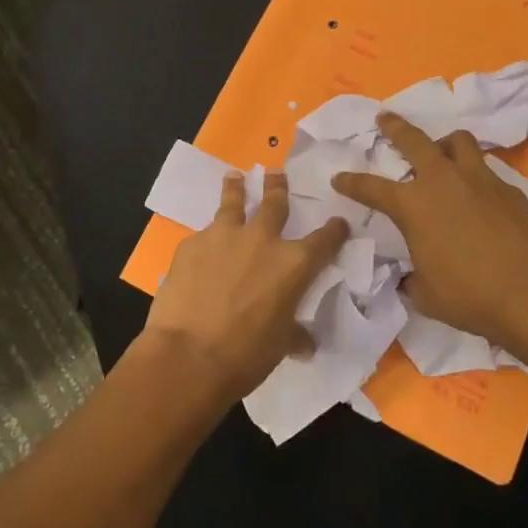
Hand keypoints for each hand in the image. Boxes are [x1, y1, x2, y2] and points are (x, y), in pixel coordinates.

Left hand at [143, 169, 348, 404]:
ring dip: (236, 189)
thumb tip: (305, 344)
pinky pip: (204, 235)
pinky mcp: (191, 244)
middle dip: (278, 187)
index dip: (334, 231)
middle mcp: (261, 240)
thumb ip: (294, 334)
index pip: (324, 240)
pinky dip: (207, 239)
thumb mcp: (280, 345)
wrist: (188, 354)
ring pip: (233, 203)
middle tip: (276, 173)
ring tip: (234, 177)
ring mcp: (223, 236)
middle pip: (275, 203)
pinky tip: (201, 249)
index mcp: (293, 264)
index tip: (339, 222)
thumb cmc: (245, 355)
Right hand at [333, 112, 527, 351]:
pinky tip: (478, 196)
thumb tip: (410, 277)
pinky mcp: (509, 189)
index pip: (372, 187)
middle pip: (414, 140)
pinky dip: (476, 176)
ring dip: (444, 144)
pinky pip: (486, 171)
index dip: (352, 182)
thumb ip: (412, 277)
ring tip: (442, 152)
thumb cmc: (470, 296)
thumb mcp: (426, 294)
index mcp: (413, 206)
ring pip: (458, 142)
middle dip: (395, 127)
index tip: (339, 177)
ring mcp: (479, 180)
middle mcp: (443, 182)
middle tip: (385, 118)